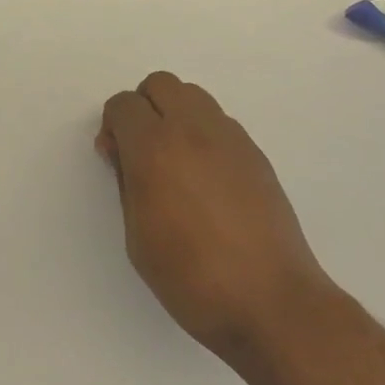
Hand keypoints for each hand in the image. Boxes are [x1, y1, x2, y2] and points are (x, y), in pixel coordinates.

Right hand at [98, 72, 332, 363]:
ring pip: (193, 95)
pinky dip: (203, 133)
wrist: (271, 301)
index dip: (113, 126)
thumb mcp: (138, 238)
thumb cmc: (192, 279)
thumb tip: (123, 152)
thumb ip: (126, 183)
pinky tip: (207, 179)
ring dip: (176, 114)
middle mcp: (193, 130)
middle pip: (160, 84)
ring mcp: (230, 137)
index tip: (116, 158)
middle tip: (143, 150)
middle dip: (144, 108)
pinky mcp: (255, 152)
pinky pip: (219, 122)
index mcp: (155, 149)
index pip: (124, 104)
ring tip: (177, 162)